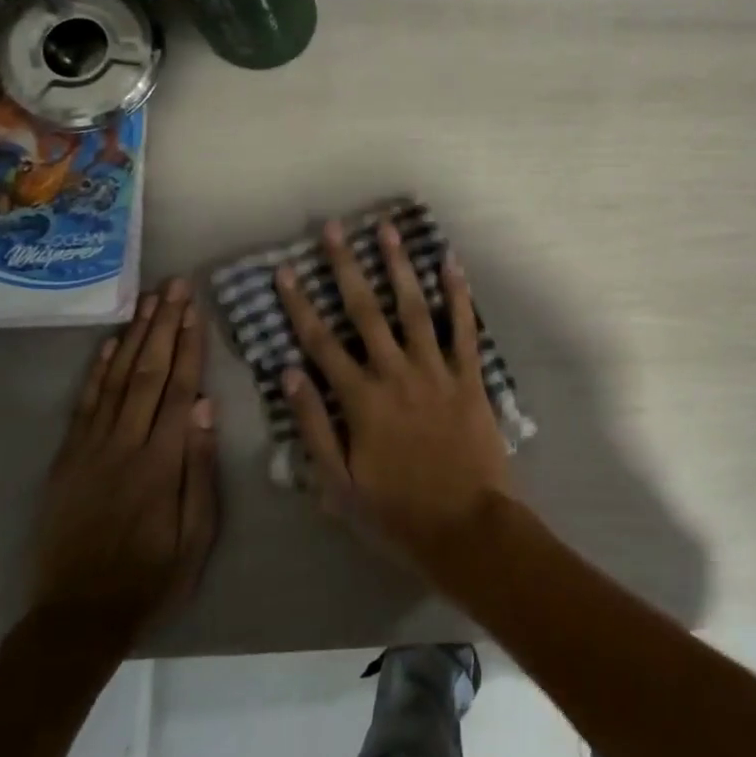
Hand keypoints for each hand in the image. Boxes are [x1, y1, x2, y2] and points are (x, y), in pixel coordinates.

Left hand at [29, 280, 220, 647]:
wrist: (77, 616)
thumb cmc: (151, 576)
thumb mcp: (195, 534)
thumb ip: (199, 468)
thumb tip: (206, 406)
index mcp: (160, 461)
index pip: (178, 388)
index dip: (188, 345)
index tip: (194, 309)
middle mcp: (124, 444)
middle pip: (147, 372)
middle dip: (162, 325)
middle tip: (173, 286)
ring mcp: (90, 449)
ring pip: (115, 379)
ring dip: (133, 337)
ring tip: (147, 300)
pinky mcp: (67, 460)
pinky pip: (83, 405)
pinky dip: (95, 371)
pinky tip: (107, 344)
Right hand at [275, 218, 511, 569]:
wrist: (466, 527)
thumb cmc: (397, 512)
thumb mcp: (339, 484)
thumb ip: (313, 426)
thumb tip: (289, 374)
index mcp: (361, 400)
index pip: (321, 342)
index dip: (299, 305)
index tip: (285, 271)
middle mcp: (396, 374)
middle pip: (365, 311)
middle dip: (346, 267)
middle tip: (334, 229)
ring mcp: (436, 371)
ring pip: (414, 308)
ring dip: (399, 266)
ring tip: (388, 229)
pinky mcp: (469, 378)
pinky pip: (464, 329)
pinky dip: (459, 295)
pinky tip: (451, 263)